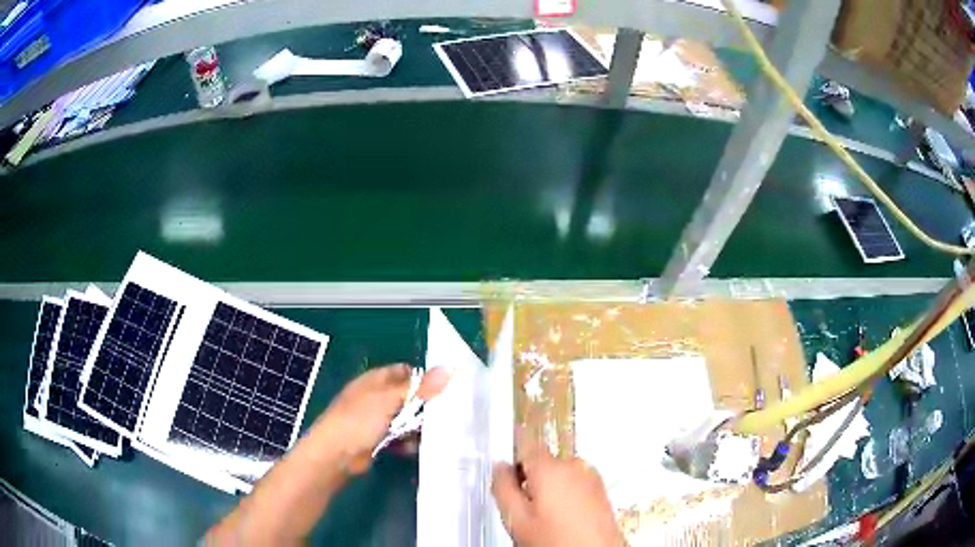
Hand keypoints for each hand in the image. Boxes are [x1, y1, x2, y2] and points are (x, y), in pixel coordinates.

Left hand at [315, 363, 450, 472]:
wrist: (336, 454)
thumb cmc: (359, 420)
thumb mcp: (391, 400)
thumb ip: (420, 388)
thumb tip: (448, 369)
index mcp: (375, 380)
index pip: (405, 372)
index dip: (424, 378)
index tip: (447, 388)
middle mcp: (376, 397)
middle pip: (407, 397)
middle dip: (425, 405)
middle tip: (448, 413)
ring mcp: (376, 419)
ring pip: (405, 419)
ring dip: (418, 426)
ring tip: (437, 433)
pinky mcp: (378, 439)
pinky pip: (399, 437)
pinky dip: (407, 441)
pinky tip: (417, 447)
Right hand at [492, 436, 624, 546]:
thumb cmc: (554, 540)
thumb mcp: (517, 519)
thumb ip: (503, 488)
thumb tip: (499, 467)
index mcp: (551, 468)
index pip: (526, 444)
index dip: (513, 459)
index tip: (508, 477)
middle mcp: (575, 465)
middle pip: (543, 461)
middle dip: (531, 479)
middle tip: (525, 508)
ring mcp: (591, 476)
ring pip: (560, 473)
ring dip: (549, 487)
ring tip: (546, 517)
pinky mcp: (601, 489)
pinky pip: (575, 482)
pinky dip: (566, 493)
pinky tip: (563, 518)